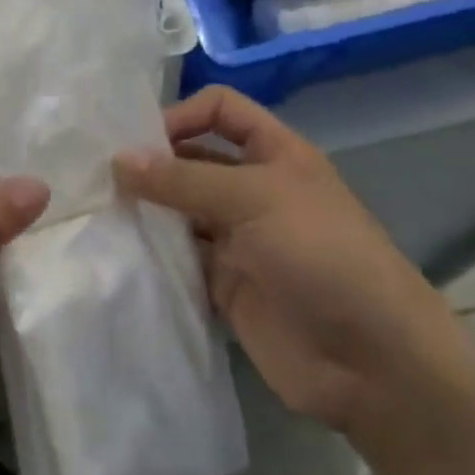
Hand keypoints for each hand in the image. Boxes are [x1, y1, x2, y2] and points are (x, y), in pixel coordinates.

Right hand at [114, 86, 462, 432]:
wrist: (374, 364)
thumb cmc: (322, 255)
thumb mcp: (254, 198)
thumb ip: (183, 178)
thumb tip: (117, 160)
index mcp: (273, 153)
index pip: (220, 110)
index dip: (182, 114)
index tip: (139, 141)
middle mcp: (253, 189)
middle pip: (194, 159)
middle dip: (153, 164)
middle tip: (99, 176)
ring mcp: (240, 239)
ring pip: (182, 211)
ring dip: (148, 210)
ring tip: (100, 211)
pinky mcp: (227, 286)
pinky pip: (182, 259)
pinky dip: (155, 255)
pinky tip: (121, 253)